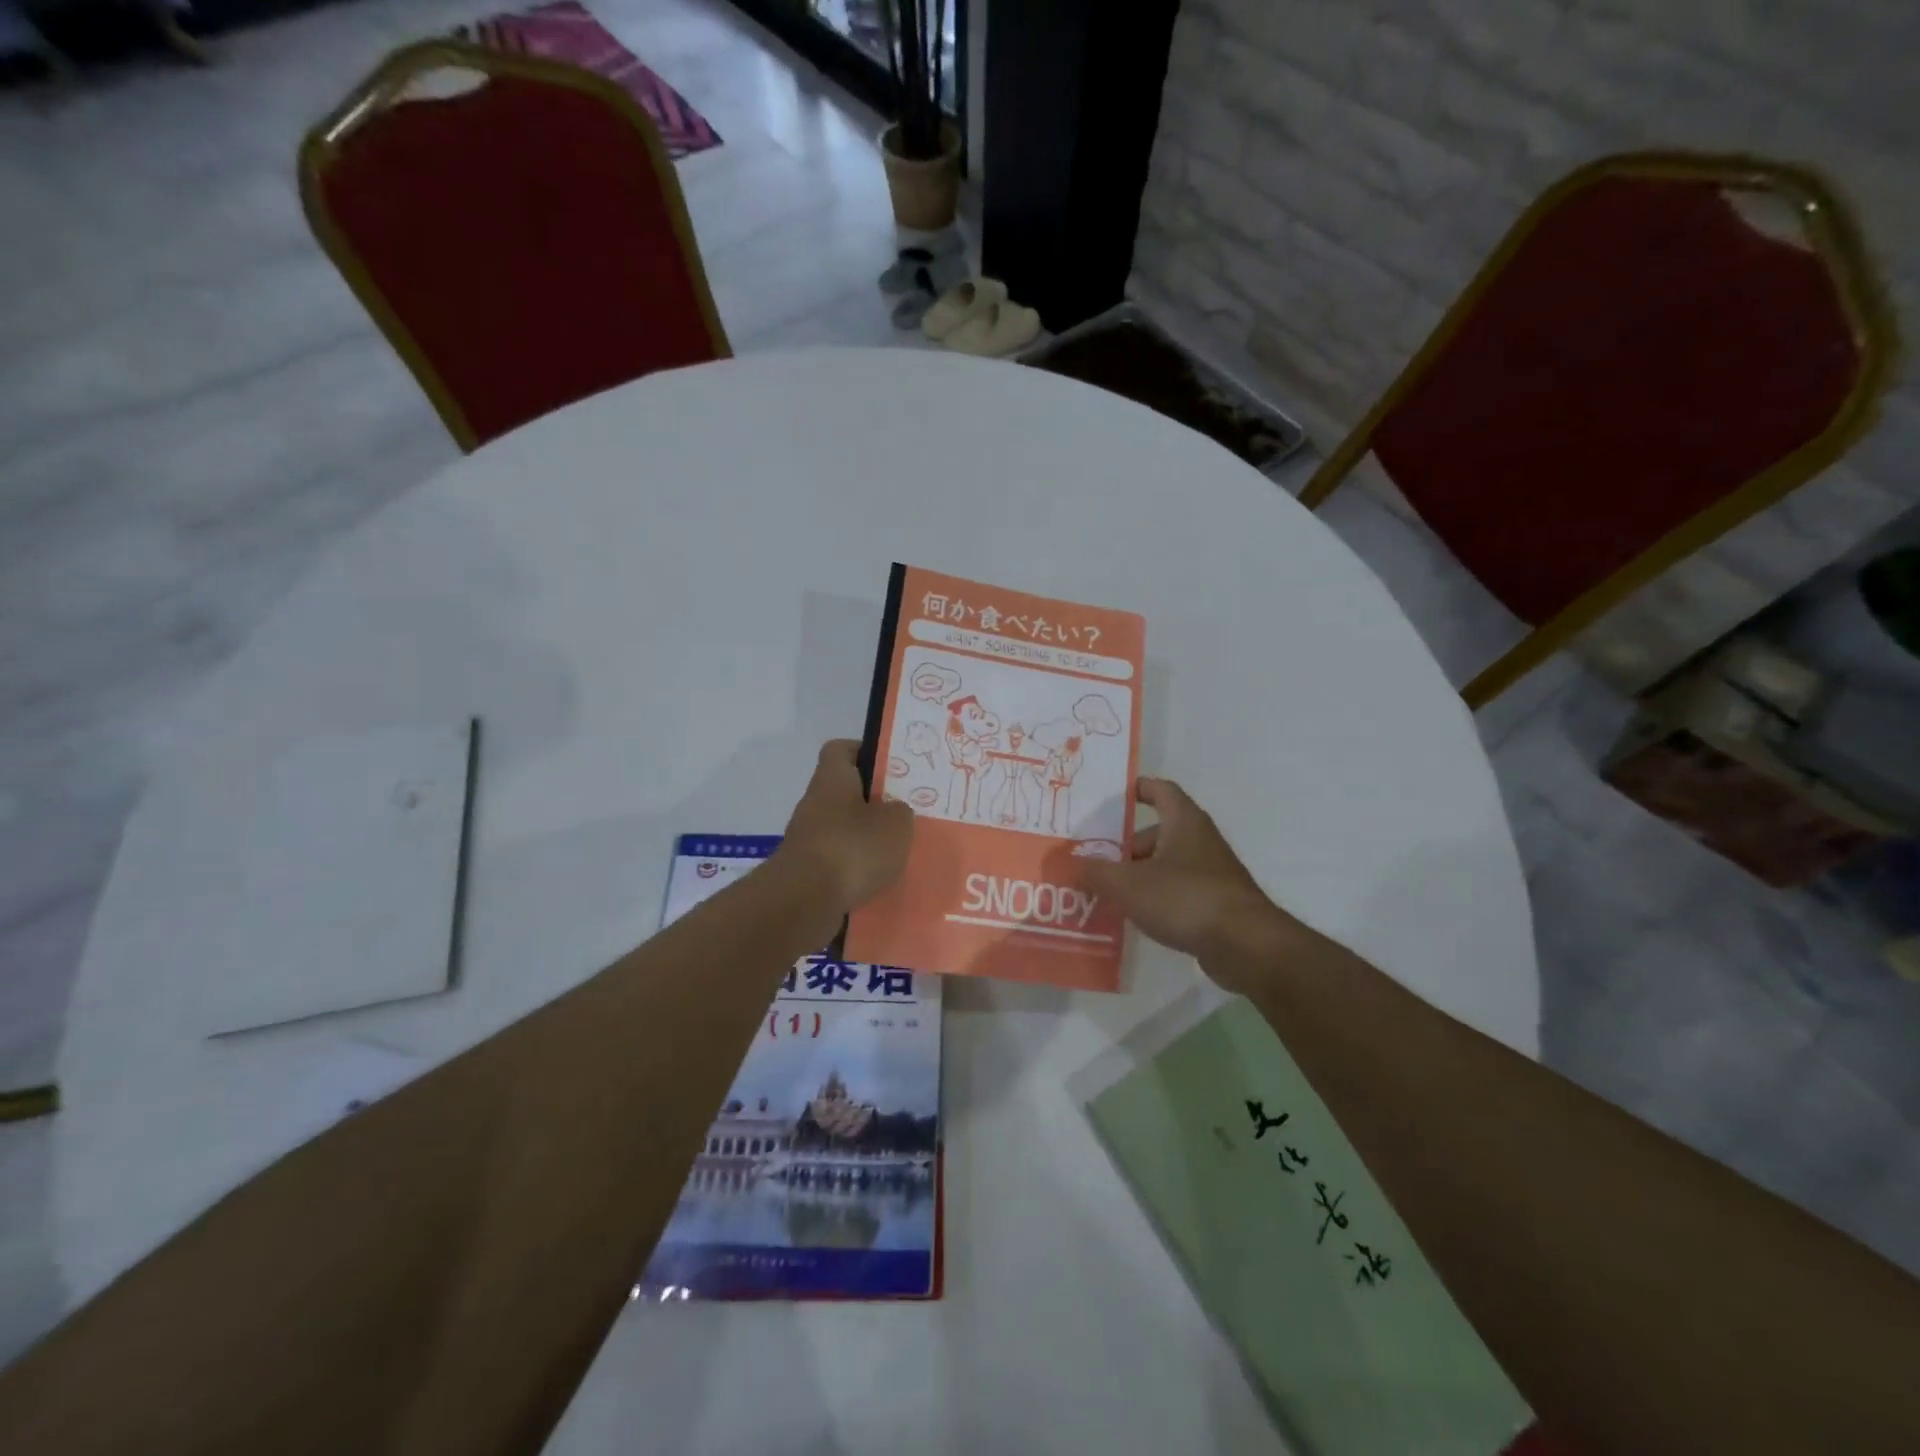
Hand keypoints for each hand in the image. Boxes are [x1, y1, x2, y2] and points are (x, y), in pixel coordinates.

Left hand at [778, 740, 914, 913]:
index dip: (865, 751)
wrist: (804, 902)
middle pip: (846, 793)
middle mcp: (815, 804)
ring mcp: (809, 840)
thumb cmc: (852, 848)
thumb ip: (900, 811)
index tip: (891, 766)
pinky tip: (882, 881)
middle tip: (906, 813)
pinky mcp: (808, 873)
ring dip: (868, 840)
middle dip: (875, 803)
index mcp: (832, 779)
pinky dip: (858, 870)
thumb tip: (893, 812)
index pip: (841, 749)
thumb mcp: (896, 823)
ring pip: (845, 830)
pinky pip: (839, 863)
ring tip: (900, 852)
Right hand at [1082, 778, 1303, 980]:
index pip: (1160, 790)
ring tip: (1107, 894)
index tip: (1111, 798)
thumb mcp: (1128, 884)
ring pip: (1166, 865)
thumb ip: (1095, 872)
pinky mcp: (1216, 904)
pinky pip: (1177, 892)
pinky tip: (1135, 918)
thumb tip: (1068, 863)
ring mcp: (1212, 873)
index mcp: (1184, 821)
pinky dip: (1156, 899)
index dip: (1137, 789)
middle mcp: (1200, 840)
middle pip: (1157, 833)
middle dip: (1126, 847)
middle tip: (1095, 861)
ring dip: (1139, 876)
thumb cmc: (1185, 898)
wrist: (1246, 945)